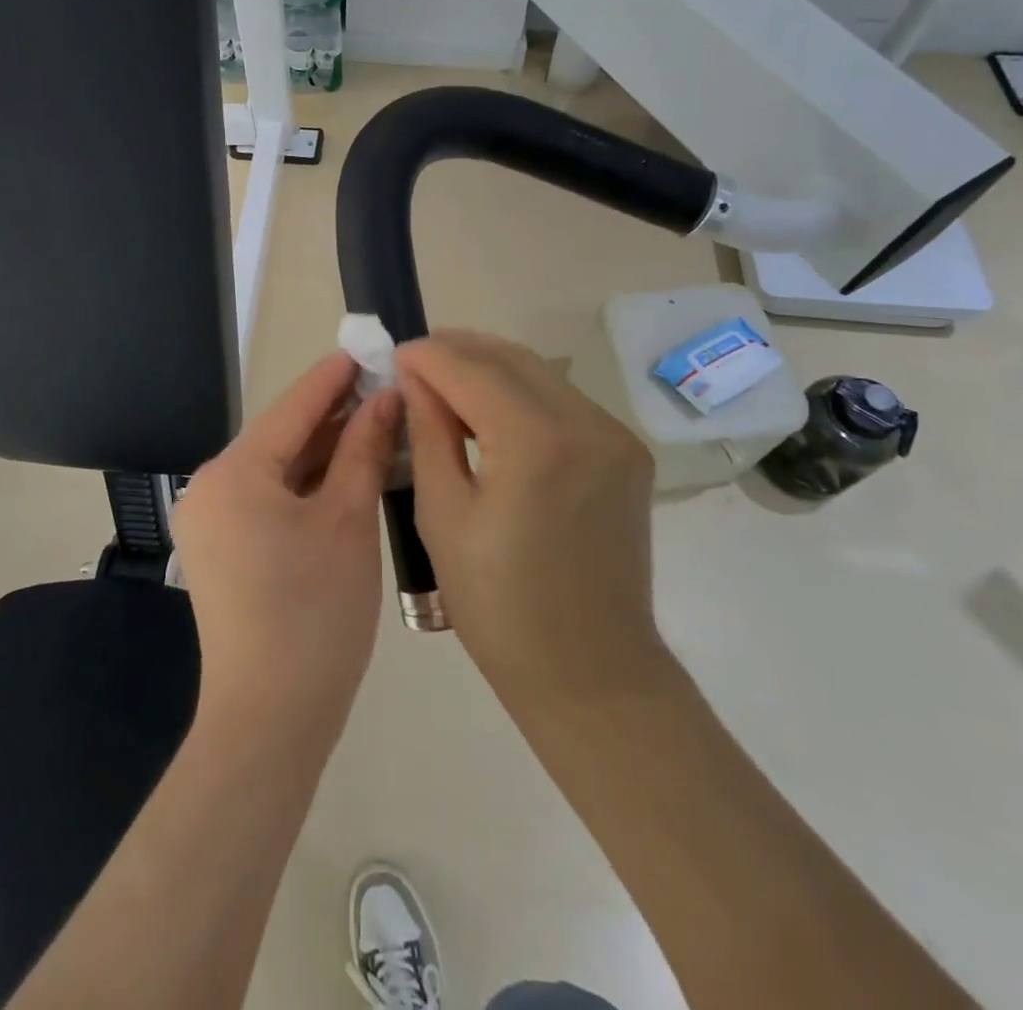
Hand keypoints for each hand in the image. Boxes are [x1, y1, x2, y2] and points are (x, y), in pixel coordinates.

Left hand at [173, 354, 401, 739]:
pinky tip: (348, 470)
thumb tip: (386, 398)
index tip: (369, 348)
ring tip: (377, 422)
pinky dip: (308, 483)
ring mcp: (213, 520)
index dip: (335, 377)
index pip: (293, 408)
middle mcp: (211, 487)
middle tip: (386, 387)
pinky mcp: (223, 547)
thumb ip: (364, 450)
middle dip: (334, 414)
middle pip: (282, 436)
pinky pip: (270, 497)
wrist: (271, 719)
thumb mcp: (348, 521)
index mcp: (234, 473)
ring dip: (324, 449)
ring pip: (278, 468)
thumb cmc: (316, 613)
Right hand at [396, 330, 661, 702]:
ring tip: (447, 384)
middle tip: (417, 361)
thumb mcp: (443, 514)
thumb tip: (416, 378)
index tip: (394, 353)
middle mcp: (586, 423)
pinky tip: (493, 413)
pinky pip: (565, 402)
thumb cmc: (498, 606)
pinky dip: (523, 395)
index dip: (428, 355)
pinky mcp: (628, 454)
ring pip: (542, 374)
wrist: (590, 672)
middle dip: (459, 350)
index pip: (471, 370)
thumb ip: (428, 432)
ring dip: (491, 369)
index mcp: (535, 442)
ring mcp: (616, 436)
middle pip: (511, 359)